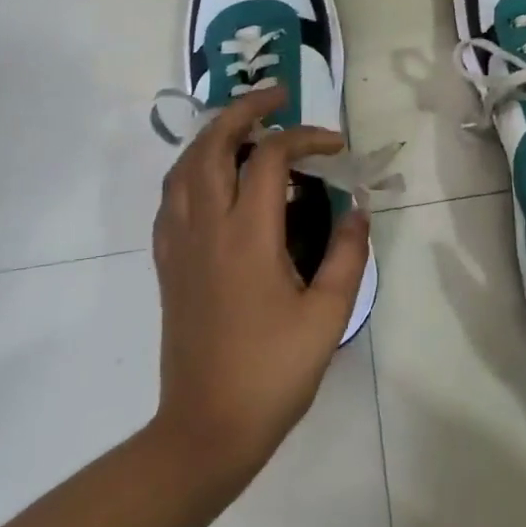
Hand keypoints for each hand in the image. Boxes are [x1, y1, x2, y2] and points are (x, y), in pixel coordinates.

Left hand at [150, 86, 369, 490]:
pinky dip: (193, 169)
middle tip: (277, 97)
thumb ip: (347, 253)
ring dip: (214, 134)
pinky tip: (215, 178)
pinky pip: (172, 196)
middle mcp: (206, 227)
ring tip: (247, 128)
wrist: (206, 429)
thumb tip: (358, 208)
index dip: (306, 138)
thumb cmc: (273, 372)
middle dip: (245, 110)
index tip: (337, 147)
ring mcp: (179, 244)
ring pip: (185, 166)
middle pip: (213, 144)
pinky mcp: (167, 263)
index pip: (271, 158)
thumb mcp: (328, 315)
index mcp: (247, 236)